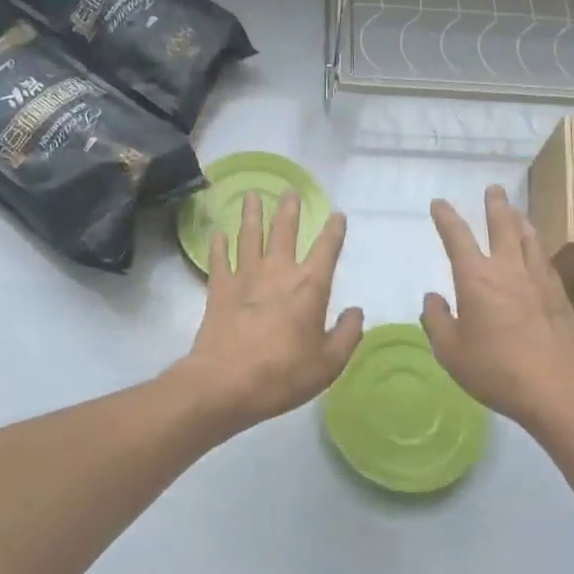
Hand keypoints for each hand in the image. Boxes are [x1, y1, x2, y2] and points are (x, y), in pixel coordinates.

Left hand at [172, 189, 363, 436]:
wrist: (225, 383)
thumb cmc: (283, 374)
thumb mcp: (329, 363)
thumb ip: (347, 335)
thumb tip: (356, 312)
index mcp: (310, 286)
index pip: (327, 248)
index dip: (334, 230)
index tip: (338, 214)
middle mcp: (278, 272)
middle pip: (284, 230)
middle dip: (289, 209)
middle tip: (289, 190)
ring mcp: (245, 277)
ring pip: (249, 236)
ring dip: (251, 214)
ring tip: (251, 194)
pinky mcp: (218, 289)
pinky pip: (219, 259)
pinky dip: (218, 244)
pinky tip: (218, 232)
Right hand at [421, 185, 573, 433]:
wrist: (557, 387)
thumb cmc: (496, 370)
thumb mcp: (451, 351)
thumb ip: (437, 321)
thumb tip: (432, 298)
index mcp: (476, 278)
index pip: (457, 237)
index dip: (446, 217)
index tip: (439, 203)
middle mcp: (508, 269)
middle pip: (502, 225)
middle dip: (495, 205)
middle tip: (494, 188)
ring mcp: (538, 279)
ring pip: (529, 238)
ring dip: (520, 220)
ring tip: (517, 210)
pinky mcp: (559, 295)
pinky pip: (545, 259)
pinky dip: (537, 246)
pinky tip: (537, 251)